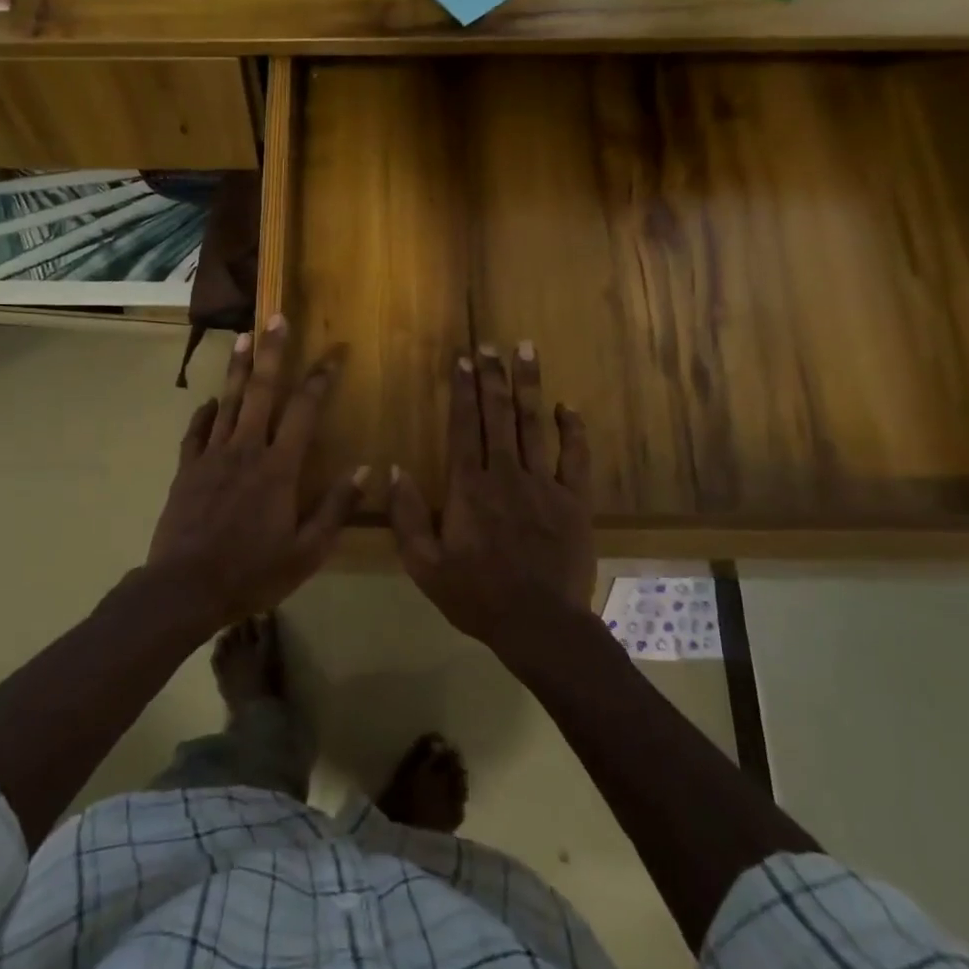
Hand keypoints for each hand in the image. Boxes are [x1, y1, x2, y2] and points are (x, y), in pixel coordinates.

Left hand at [146, 316, 363, 623]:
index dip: (321, 379)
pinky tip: (210, 400)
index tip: (334, 352)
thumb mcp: (306, 552)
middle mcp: (246, 450)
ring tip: (243, 336)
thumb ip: (336, 508)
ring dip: (237, 368)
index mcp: (279, 468)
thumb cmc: (252, 573)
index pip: (304, 411)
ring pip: (227, 401)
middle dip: (271, 352)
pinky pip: (196, 432)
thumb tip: (366, 470)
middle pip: (261, 391)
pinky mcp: (187, 470)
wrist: (185, 588)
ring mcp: (212, 457)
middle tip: (276, 317)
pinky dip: (205, 412)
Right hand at [388, 343, 594, 648]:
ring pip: (534, 424)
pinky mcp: (575, 500)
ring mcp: (544, 484)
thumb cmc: (476, 595)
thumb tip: (394, 470)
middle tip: (490, 344)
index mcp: (469, 487)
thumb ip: (407, 516)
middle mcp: (505, 474)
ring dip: (529, 386)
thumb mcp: (424, 565)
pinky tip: (568, 406)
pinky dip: (573, 429)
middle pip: (497, 414)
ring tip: (526, 351)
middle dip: (492, 375)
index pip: (463, 426)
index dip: (462, 389)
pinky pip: (575, 456)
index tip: (463, 358)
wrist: (539, 624)